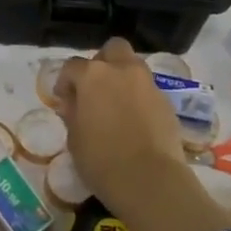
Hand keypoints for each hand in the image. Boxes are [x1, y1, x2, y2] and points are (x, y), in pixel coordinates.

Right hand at [52, 38, 187, 210]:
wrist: (150, 180)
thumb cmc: (101, 159)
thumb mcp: (74, 138)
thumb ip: (72, 113)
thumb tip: (72, 103)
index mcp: (93, 76)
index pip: (72, 66)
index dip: (66, 81)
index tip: (64, 99)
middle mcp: (122, 70)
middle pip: (112, 49)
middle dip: (103, 62)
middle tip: (95, 88)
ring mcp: (148, 83)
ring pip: (134, 66)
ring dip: (123, 77)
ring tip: (116, 103)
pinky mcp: (166, 101)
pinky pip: (148, 89)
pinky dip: (139, 97)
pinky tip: (135, 120)